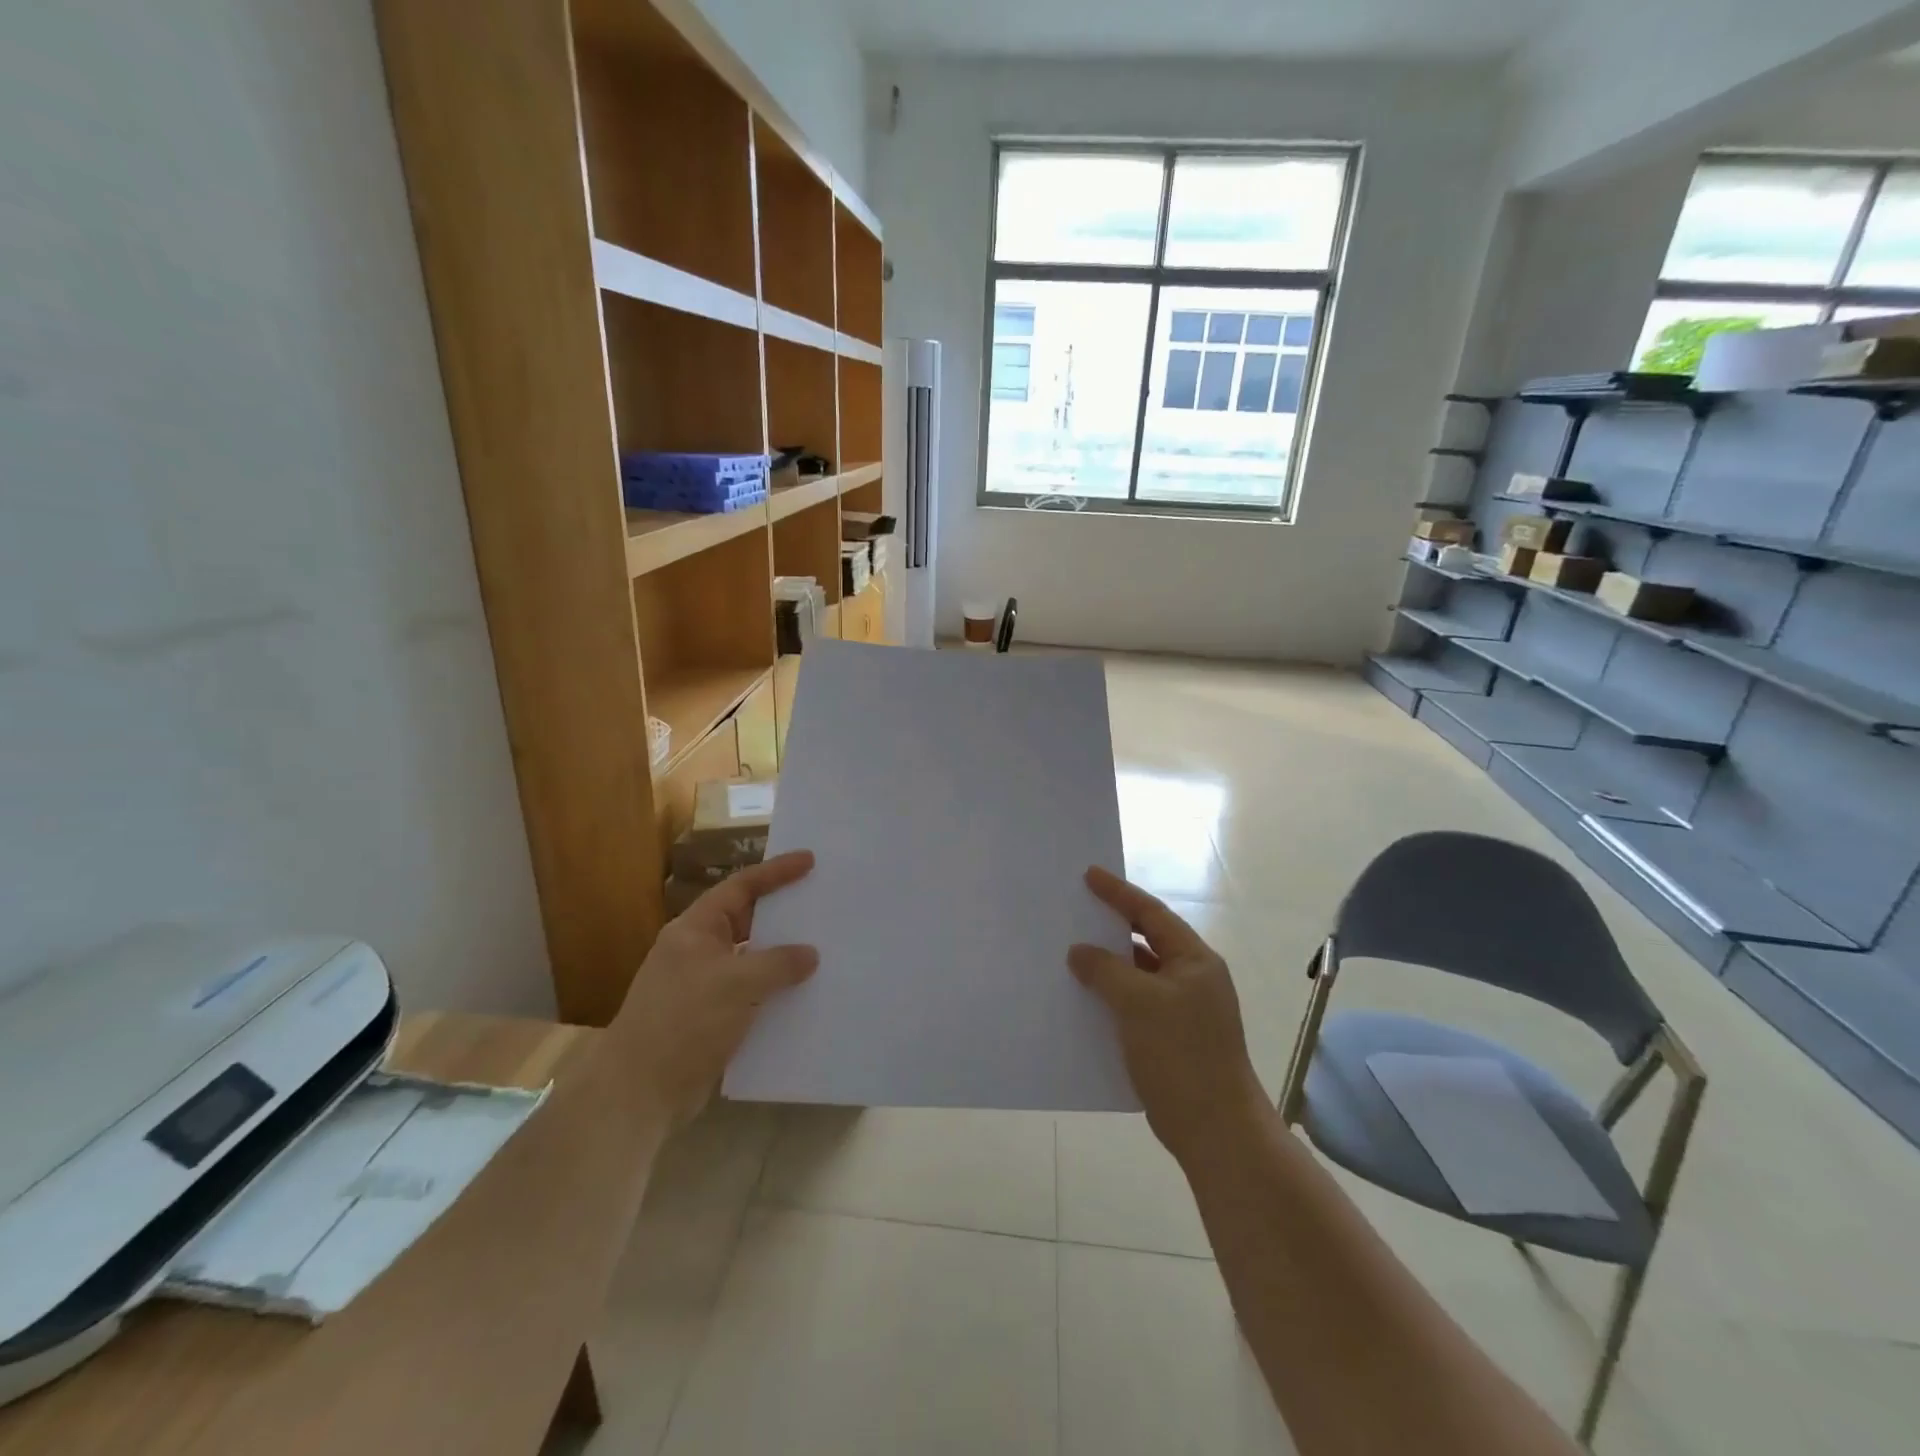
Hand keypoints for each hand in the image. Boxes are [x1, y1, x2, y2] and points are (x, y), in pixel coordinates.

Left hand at [613, 850, 819, 1127]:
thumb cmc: (683, 1023)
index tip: (809, 860)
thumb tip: (810, 955)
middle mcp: (698, 951)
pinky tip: (804, 997)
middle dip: (782, 913)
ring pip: (751, 960)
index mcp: (695, 930)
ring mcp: (703, 986)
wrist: (638, 1094)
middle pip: (747, 920)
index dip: (776, 872)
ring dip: (782, 957)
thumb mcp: (736, 984)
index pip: (740, 887)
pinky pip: (751, 993)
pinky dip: (775, 991)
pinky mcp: (711, 1019)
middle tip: (821, 903)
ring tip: (823, 949)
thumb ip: (778, 963)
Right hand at [1069, 866, 1269, 1166]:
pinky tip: (1083, 1000)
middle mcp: (1192, 979)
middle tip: (1076, 911)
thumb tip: (1079, 952)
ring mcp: (1182, 1010)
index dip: (1119, 893)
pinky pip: (1134, 1004)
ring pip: (1138, 975)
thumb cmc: (1181, 1055)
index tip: (1089, 874)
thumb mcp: (1139, 1003)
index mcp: (1195, 960)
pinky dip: (1110, 997)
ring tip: (1070, 954)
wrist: (1215, 1130)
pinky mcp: (1170, 1038)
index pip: (1152, 914)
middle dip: (1111, 927)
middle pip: (1146, 941)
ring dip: (1108, 965)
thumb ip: (1106, 970)